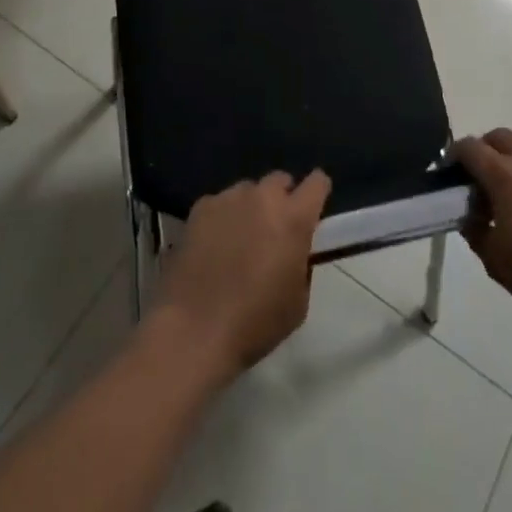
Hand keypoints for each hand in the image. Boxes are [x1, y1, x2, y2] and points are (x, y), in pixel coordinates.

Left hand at [153, 170, 330, 378]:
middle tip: (274, 230)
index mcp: (294, 218)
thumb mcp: (297, 302)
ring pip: (247, 191)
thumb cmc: (254, 323)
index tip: (313, 209)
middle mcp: (263, 198)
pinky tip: (212, 246)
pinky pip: (220, 204)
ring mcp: (229, 198)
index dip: (317, 192)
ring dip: (250, 207)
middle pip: (279, 180)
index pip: (317, 183)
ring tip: (239, 239)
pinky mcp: (200, 207)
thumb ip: (301, 264)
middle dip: (281, 199)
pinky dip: (222, 218)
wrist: (193, 330)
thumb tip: (293, 252)